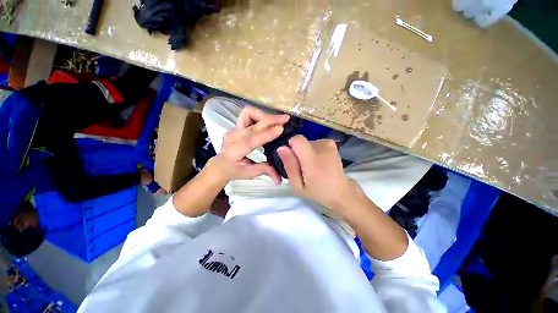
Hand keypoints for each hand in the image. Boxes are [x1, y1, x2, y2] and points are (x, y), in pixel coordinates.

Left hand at [212, 106, 289, 184]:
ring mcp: (234, 129)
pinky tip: (267, 121)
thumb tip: (279, 177)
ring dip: (263, 115)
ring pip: (248, 113)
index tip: (281, 128)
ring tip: (276, 120)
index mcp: (234, 151)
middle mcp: (233, 136)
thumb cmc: (234, 170)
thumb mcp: (249, 173)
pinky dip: (259, 115)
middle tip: (286, 119)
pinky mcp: (237, 125)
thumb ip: (264, 170)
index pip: (251, 140)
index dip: (267, 134)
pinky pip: (248, 114)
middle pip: (252, 124)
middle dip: (270, 120)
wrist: (221, 164)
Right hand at [277, 135, 356, 211]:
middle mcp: (322, 147)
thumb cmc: (318, 192)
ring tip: (312, 166)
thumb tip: (281, 147)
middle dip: (298, 152)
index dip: (290, 147)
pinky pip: (314, 143)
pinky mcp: (331, 144)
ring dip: (306, 152)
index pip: (296, 139)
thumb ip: (289, 166)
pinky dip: (313, 151)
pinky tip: (319, 162)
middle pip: (300, 142)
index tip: (293, 159)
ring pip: (307, 143)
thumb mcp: (298, 186)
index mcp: (313, 160)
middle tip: (303, 168)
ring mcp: (328, 144)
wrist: (341, 191)